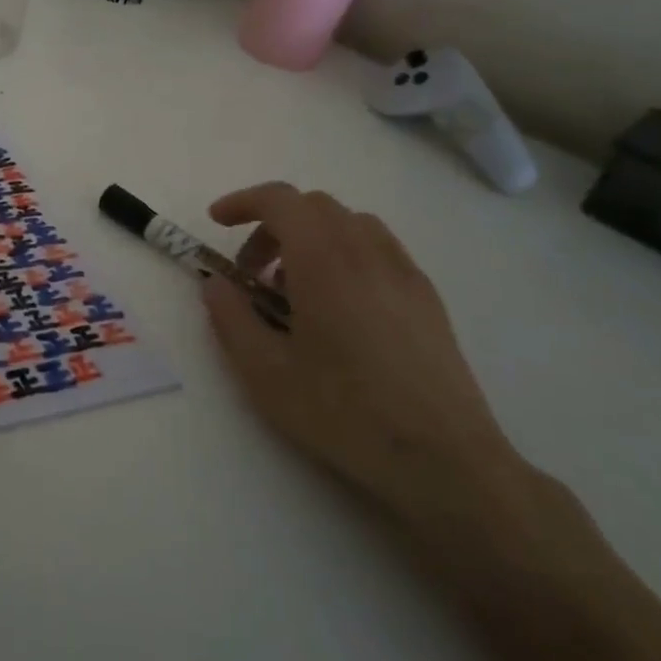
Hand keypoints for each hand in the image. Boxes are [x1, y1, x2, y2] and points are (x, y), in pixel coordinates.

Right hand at [200, 182, 525, 525]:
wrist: (445, 460)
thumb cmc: (344, 413)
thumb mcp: (264, 372)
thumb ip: (230, 317)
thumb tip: (215, 284)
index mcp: (324, 261)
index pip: (280, 200)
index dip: (243, 202)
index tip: (217, 223)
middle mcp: (367, 252)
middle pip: (314, 206)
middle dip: (273, 225)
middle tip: (251, 272)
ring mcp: (404, 272)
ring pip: (350, 223)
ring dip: (311, 237)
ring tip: (295, 290)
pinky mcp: (427, 297)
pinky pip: (378, 249)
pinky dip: (345, 254)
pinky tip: (339, 307)